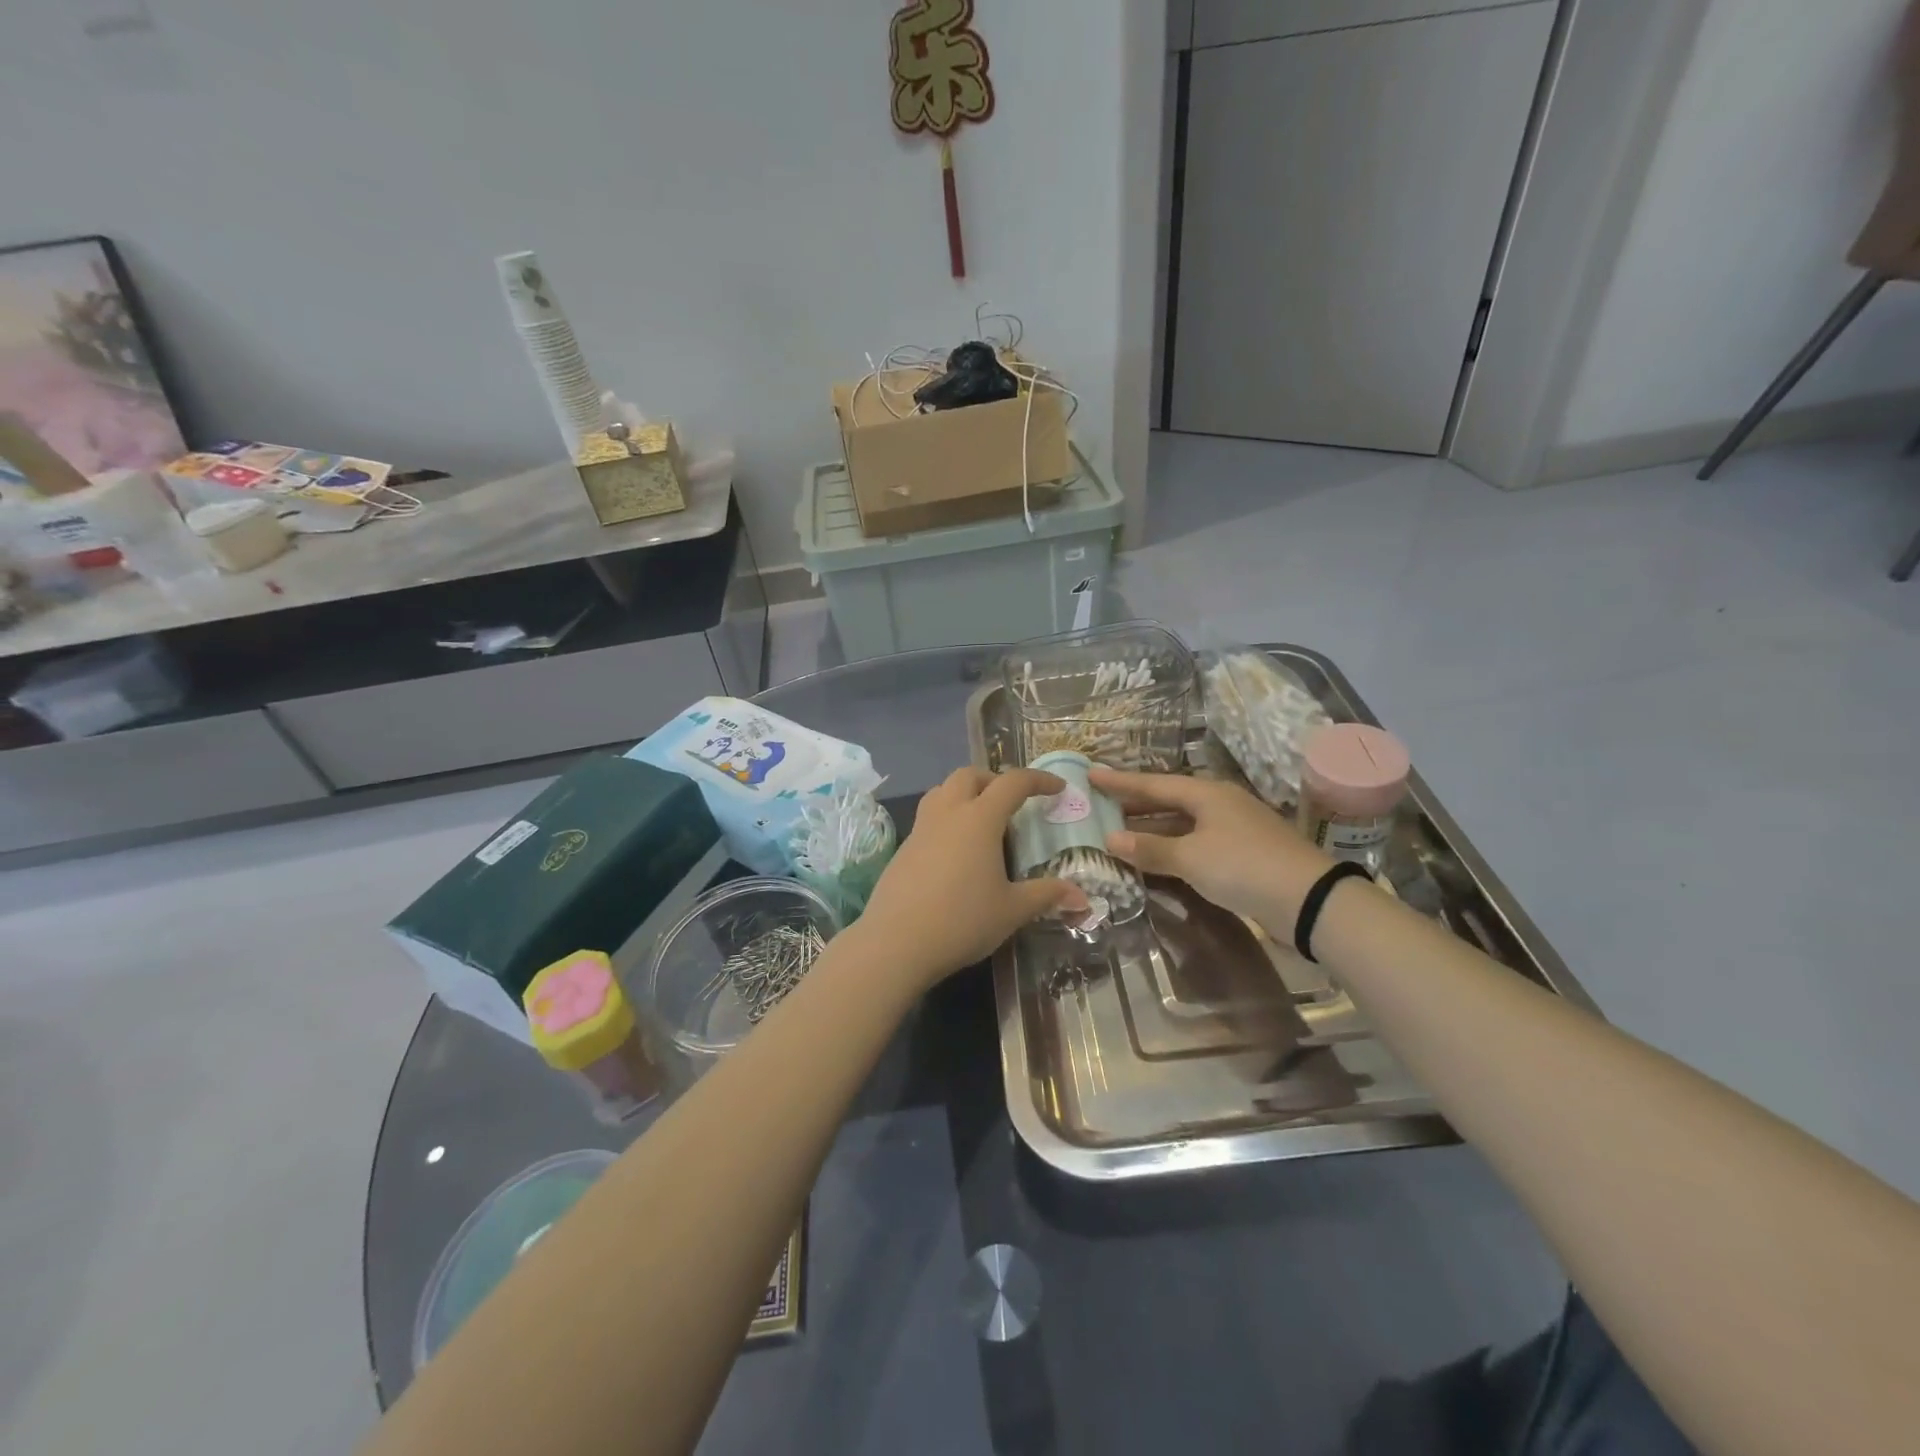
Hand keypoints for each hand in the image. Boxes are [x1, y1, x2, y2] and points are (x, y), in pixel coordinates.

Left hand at [853, 768, 1087, 988]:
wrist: (895, 943)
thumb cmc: (961, 921)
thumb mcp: (1012, 910)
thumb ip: (1046, 895)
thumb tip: (1082, 897)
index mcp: (979, 819)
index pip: (1013, 783)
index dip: (1038, 780)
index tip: (1057, 788)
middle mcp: (948, 813)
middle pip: (970, 775)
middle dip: (995, 779)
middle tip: (1012, 802)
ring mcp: (920, 829)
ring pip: (942, 791)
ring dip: (965, 793)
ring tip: (982, 820)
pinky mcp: (903, 849)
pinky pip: (928, 818)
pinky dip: (947, 818)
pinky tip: (955, 852)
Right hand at [1088, 768, 1332, 935]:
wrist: (1308, 900)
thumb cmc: (1243, 866)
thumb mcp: (1190, 858)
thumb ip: (1150, 849)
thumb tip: (1110, 839)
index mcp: (1206, 794)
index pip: (1152, 784)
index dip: (1120, 782)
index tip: (1092, 775)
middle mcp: (1219, 805)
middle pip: (1167, 801)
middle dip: (1134, 805)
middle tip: (1100, 806)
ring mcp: (1232, 830)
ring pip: (1181, 824)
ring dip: (1151, 831)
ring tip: (1118, 834)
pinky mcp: (1241, 855)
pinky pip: (1194, 844)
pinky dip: (1171, 849)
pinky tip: (1154, 860)